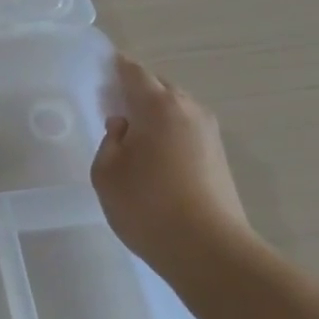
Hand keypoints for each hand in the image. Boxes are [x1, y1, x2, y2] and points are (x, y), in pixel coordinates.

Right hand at [91, 53, 251, 264]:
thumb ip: (110, 141)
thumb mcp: (107, 173)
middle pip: (158, 87)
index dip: (115, 67)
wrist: (210, 251)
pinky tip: (152, 157)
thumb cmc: (148, 207)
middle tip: (110, 107)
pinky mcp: (219, 157)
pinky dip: (167, 133)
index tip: (99, 69)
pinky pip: (185, 130)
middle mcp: (190, 110)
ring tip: (130, 135)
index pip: (133, 72)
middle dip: (135, 91)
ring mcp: (210, 134)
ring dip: (153, 114)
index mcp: (159, 106)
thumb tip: (125, 129)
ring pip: (175, 109)